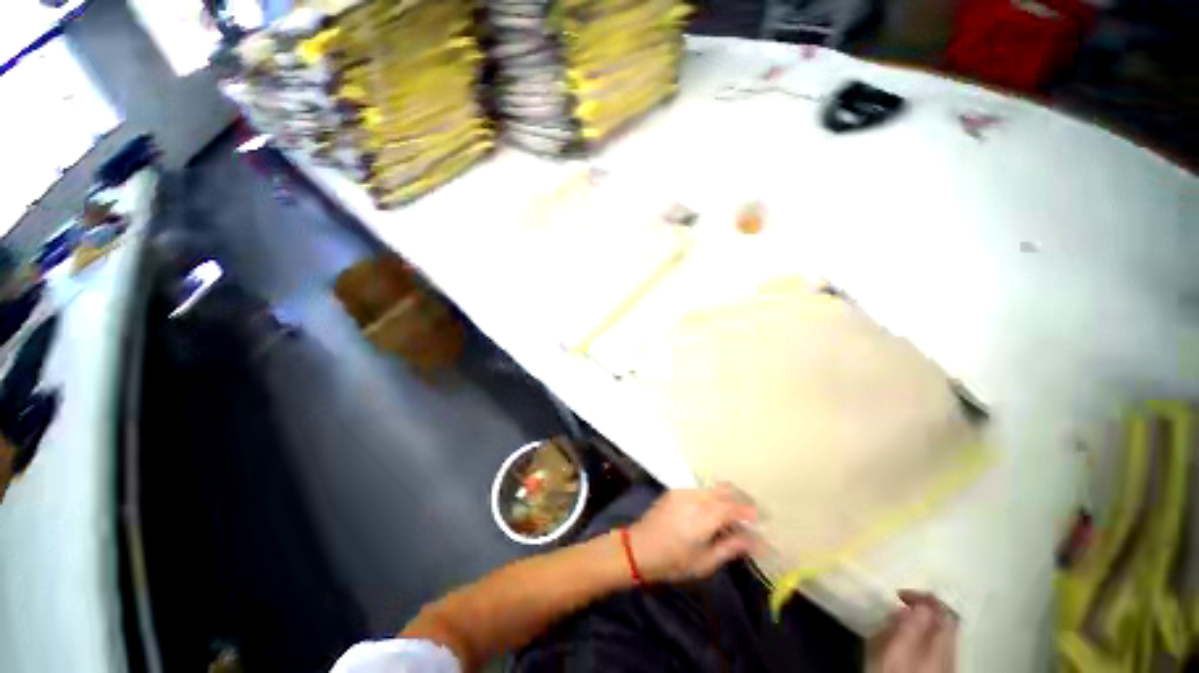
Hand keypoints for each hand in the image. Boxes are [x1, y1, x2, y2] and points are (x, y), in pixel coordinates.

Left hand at [627, 485, 758, 582]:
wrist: (638, 548)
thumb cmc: (672, 561)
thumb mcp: (704, 562)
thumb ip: (730, 547)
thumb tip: (755, 541)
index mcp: (702, 516)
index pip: (732, 506)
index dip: (749, 511)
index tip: (761, 519)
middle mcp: (694, 497)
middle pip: (724, 490)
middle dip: (741, 499)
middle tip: (751, 516)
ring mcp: (683, 491)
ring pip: (713, 488)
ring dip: (727, 497)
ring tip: (734, 517)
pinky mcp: (675, 491)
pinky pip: (701, 490)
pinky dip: (713, 497)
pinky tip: (714, 513)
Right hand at [872, 591, 957, 672]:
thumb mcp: (898, 654)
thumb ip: (911, 630)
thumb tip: (920, 604)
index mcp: (942, 646)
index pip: (943, 612)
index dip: (924, 597)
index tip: (900, 593)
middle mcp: (950, 653)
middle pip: (945, 622)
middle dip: (923, 608)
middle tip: (900, 603)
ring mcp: (947, 663)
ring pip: (941, 633)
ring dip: (922, 620)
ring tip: (900, 617)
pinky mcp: (940, 670)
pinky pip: (937, 644)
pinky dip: (923, 633)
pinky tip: (908, 638)